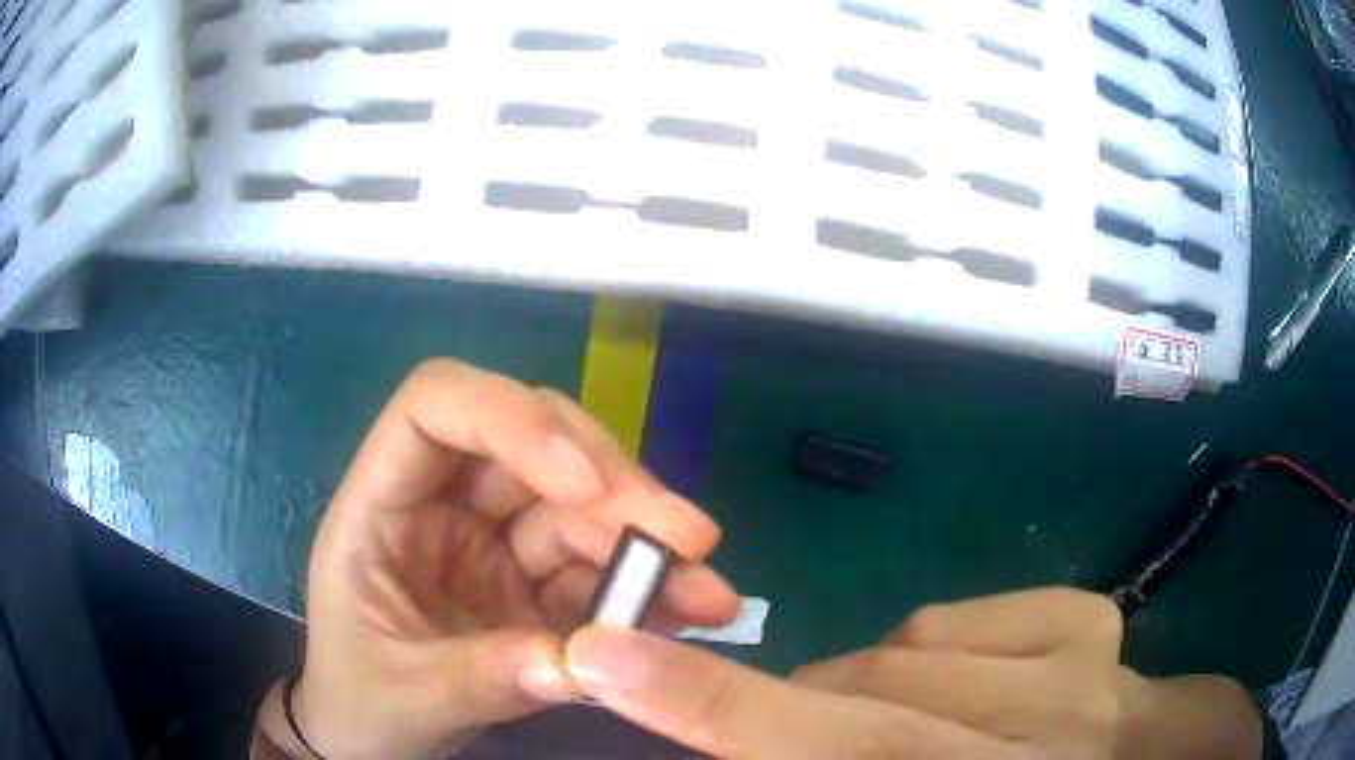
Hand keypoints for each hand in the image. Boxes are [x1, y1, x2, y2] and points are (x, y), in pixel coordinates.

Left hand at [262, 360, 739, 758]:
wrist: (370, 734)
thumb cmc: (359, 701)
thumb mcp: (406, 695)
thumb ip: (484, 678)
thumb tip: (586, 665)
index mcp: (382, 504)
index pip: (437, 406)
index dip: (512, 418)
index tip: (584, 484)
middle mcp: (443, 503)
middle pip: (533, 445)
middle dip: (614, 487)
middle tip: (690, 537)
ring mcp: (493, 540)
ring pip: (581, 505)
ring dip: (649, 543)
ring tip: (709, 593)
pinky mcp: (533, 582)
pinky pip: (598, 566)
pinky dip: (648, 587)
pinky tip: (690, 610)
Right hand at [566, 589, 1258, 758]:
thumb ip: (828, 759)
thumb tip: (762, 734)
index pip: (831, 751)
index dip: (709, 710)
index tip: (605, 661)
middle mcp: (1039, 738)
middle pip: (857, 709)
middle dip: (770, 713)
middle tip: (771, 730)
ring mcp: (1080, 672)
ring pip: (897, 656)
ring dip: (868, 697)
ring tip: (910, 731)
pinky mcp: (1092, 623)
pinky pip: (955, 620)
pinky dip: (932, 656)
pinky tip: (971, 692)